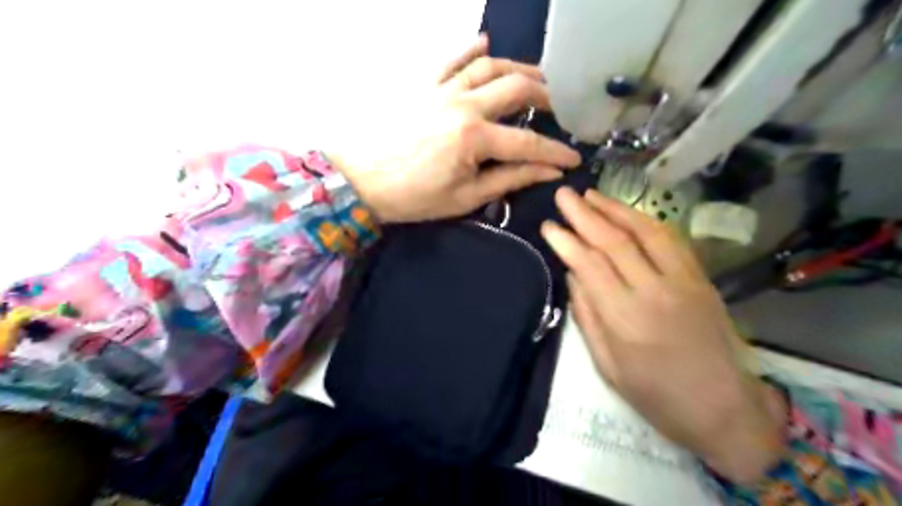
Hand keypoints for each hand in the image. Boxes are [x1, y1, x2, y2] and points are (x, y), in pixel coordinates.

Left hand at [328, 36, 581, 220]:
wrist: (356, 180)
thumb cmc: (411, 197)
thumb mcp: (464, 198)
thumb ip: (509, 179)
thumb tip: (548, 172)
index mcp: (475, 138)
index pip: (529, 142)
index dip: (556, 152)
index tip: (574, 158)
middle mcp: (464, 104)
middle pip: (517, 88)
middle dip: (546, 97)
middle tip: (559, 108)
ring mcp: (441, 88)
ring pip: (490, 66)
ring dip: (519, 68)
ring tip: (536, 78)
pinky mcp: (422, 83)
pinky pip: (451, 57)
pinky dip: (471, 48)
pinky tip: (485, 43)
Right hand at [538, 187, 787, 484]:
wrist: (723, 409)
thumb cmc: (655, 395)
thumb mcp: (607, 365)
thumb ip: (587, 316)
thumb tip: (572, 275)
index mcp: (625, 319)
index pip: (589, 265)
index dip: (566, 241)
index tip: (548, 225)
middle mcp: (654, 292)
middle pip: (613, 241)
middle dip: (584, 214)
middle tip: (563, 195)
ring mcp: (683, 281)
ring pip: (645, 232)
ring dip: (615, 209)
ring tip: (592, 195)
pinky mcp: (701, 279)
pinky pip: (672, 240)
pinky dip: (646, 221)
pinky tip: (628, 212)